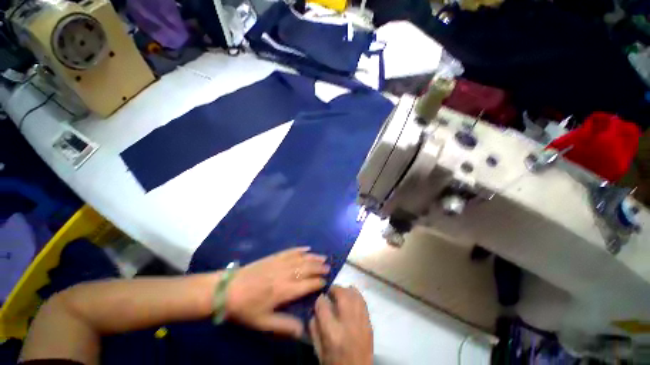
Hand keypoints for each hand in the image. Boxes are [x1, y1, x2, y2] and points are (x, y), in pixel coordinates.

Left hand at [225, 247, 329, 337]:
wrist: (229, 289)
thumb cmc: (246, 308)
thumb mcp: (263, 322)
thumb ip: (284, 326)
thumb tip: (303, 330)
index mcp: (284, 290)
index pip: (307, 285)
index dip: (318, 283)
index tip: (326, 282)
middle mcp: (285, 274)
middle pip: (307, 268)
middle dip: (319, 268)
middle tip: (329, 267)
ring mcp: (280, 263)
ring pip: (301, 258)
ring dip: (313, 257)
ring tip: (323, 257)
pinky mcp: (274, 256)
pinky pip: (290, 251)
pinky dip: (300, 249)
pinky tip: (307, 248)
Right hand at [309, 286, 372, 364]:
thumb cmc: (334, 364)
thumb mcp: (318, 350)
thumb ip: (314, 328)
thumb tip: (314, 310)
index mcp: (332, 333)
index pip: (322, 304)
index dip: (319, 299)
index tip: (319, 300)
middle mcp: (347, 323)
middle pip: (341, 294)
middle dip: (334, 289)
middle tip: (330, 292)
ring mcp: (361, 322)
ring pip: (354, 294)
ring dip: (345, 290)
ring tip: (340, 293)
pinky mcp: (370, 323)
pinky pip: (363, 301)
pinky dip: (356, 295)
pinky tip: (351, 296)